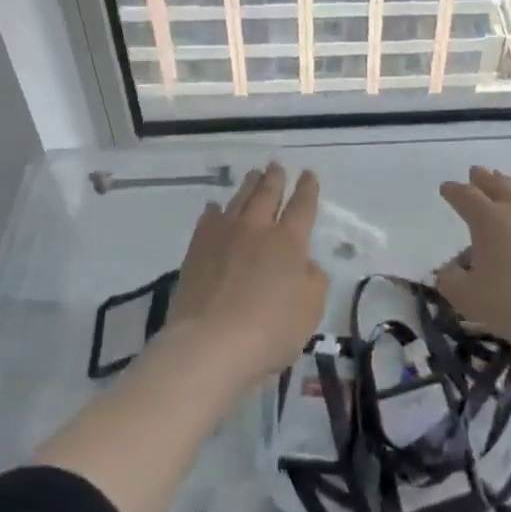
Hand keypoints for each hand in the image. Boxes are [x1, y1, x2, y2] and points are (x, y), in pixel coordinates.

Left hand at [167, 163, 326, 387]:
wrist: (208, 345)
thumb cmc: (269, 332)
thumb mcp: (310, 311)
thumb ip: (314, 281)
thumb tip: (306, 264)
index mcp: (290, 242)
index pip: (302, 206)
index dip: (307, 188)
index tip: (308, 174)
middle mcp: (257, 229)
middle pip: (268, 194)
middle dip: (275, 178)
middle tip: (276, 166)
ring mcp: (223, 236)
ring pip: (239, 200)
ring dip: (248, 186)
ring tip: (253, 176)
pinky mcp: (197, 250)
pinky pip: (208, 220)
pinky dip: (215, 210)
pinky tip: (215, 208)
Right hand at [435, 167, 510, 358]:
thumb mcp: (467, 298)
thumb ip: (450, 281)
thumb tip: (448, 270)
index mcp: (488, 218)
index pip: (465, 195)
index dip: (453, 190)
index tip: (446, 188)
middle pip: (496, 183)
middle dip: (482, 178)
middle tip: (475, 173)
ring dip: (510, 184)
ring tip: (505, 183)